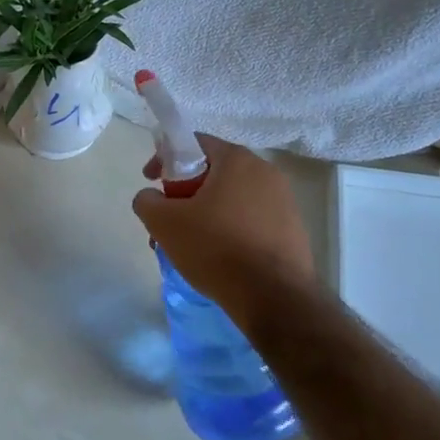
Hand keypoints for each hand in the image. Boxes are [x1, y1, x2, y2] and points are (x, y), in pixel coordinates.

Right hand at [133, 133, 315, 318]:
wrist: (273, 297)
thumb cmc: (216, 248)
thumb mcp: (164, 223)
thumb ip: (147, 201)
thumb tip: (150, 197)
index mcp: (237, 160)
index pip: (194, 143)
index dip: (165, 158)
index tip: (150, 180)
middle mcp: (265, 172)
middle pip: (212, 173)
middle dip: (183, 194)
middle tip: (166, 220)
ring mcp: (284, 202)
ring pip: (230, 200)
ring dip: (204, 215)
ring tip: (186, 246)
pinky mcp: (292, 230)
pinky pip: (249, 220)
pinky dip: (227, 231)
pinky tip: (215, 258)